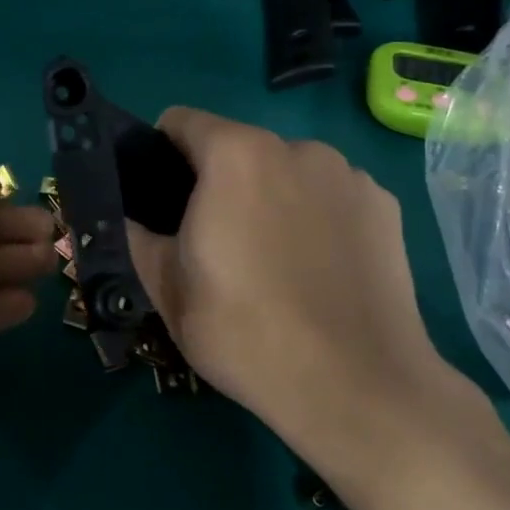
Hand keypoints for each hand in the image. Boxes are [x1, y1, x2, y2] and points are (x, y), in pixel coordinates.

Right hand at [127, 108, 470, 483]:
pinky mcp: (385, 206)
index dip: (159, 153)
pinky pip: (329, 194)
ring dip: (268, 195)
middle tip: (213, 243)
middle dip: (216, 180)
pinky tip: (318, 269)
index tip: (161, 200)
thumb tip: (124, 214)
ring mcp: (347, 175)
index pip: (180, 121)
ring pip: (284, 170)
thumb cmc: (245, 331)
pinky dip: (315, 215)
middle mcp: (295, 147)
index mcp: (235, 154)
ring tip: (272, 261)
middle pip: (236, 146)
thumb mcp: (164, 286)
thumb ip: (134, 234)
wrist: (358, 388)